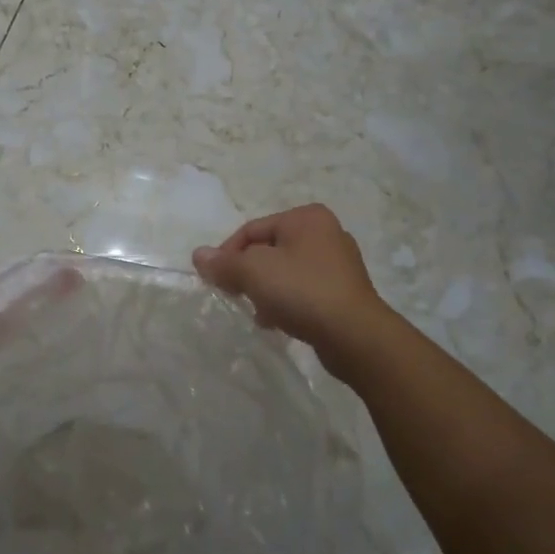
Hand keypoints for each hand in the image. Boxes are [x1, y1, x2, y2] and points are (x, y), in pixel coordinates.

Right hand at [193, 204, 393, 379]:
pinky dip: (287, 301)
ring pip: (286, 271)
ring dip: (266, 290)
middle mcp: (326, 232)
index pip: (252, 229)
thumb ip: (223, 263)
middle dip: (248, 273)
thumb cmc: (302, 291)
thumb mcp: (253, 272)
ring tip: (258, 312)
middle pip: (269, 249)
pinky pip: (304, 290)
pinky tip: (278, 321)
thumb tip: (198, 256)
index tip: (216, 280)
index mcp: (306, 217)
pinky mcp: (345, 291)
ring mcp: (339, 263)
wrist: (355, 336)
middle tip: (235, 296)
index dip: (228, 254)